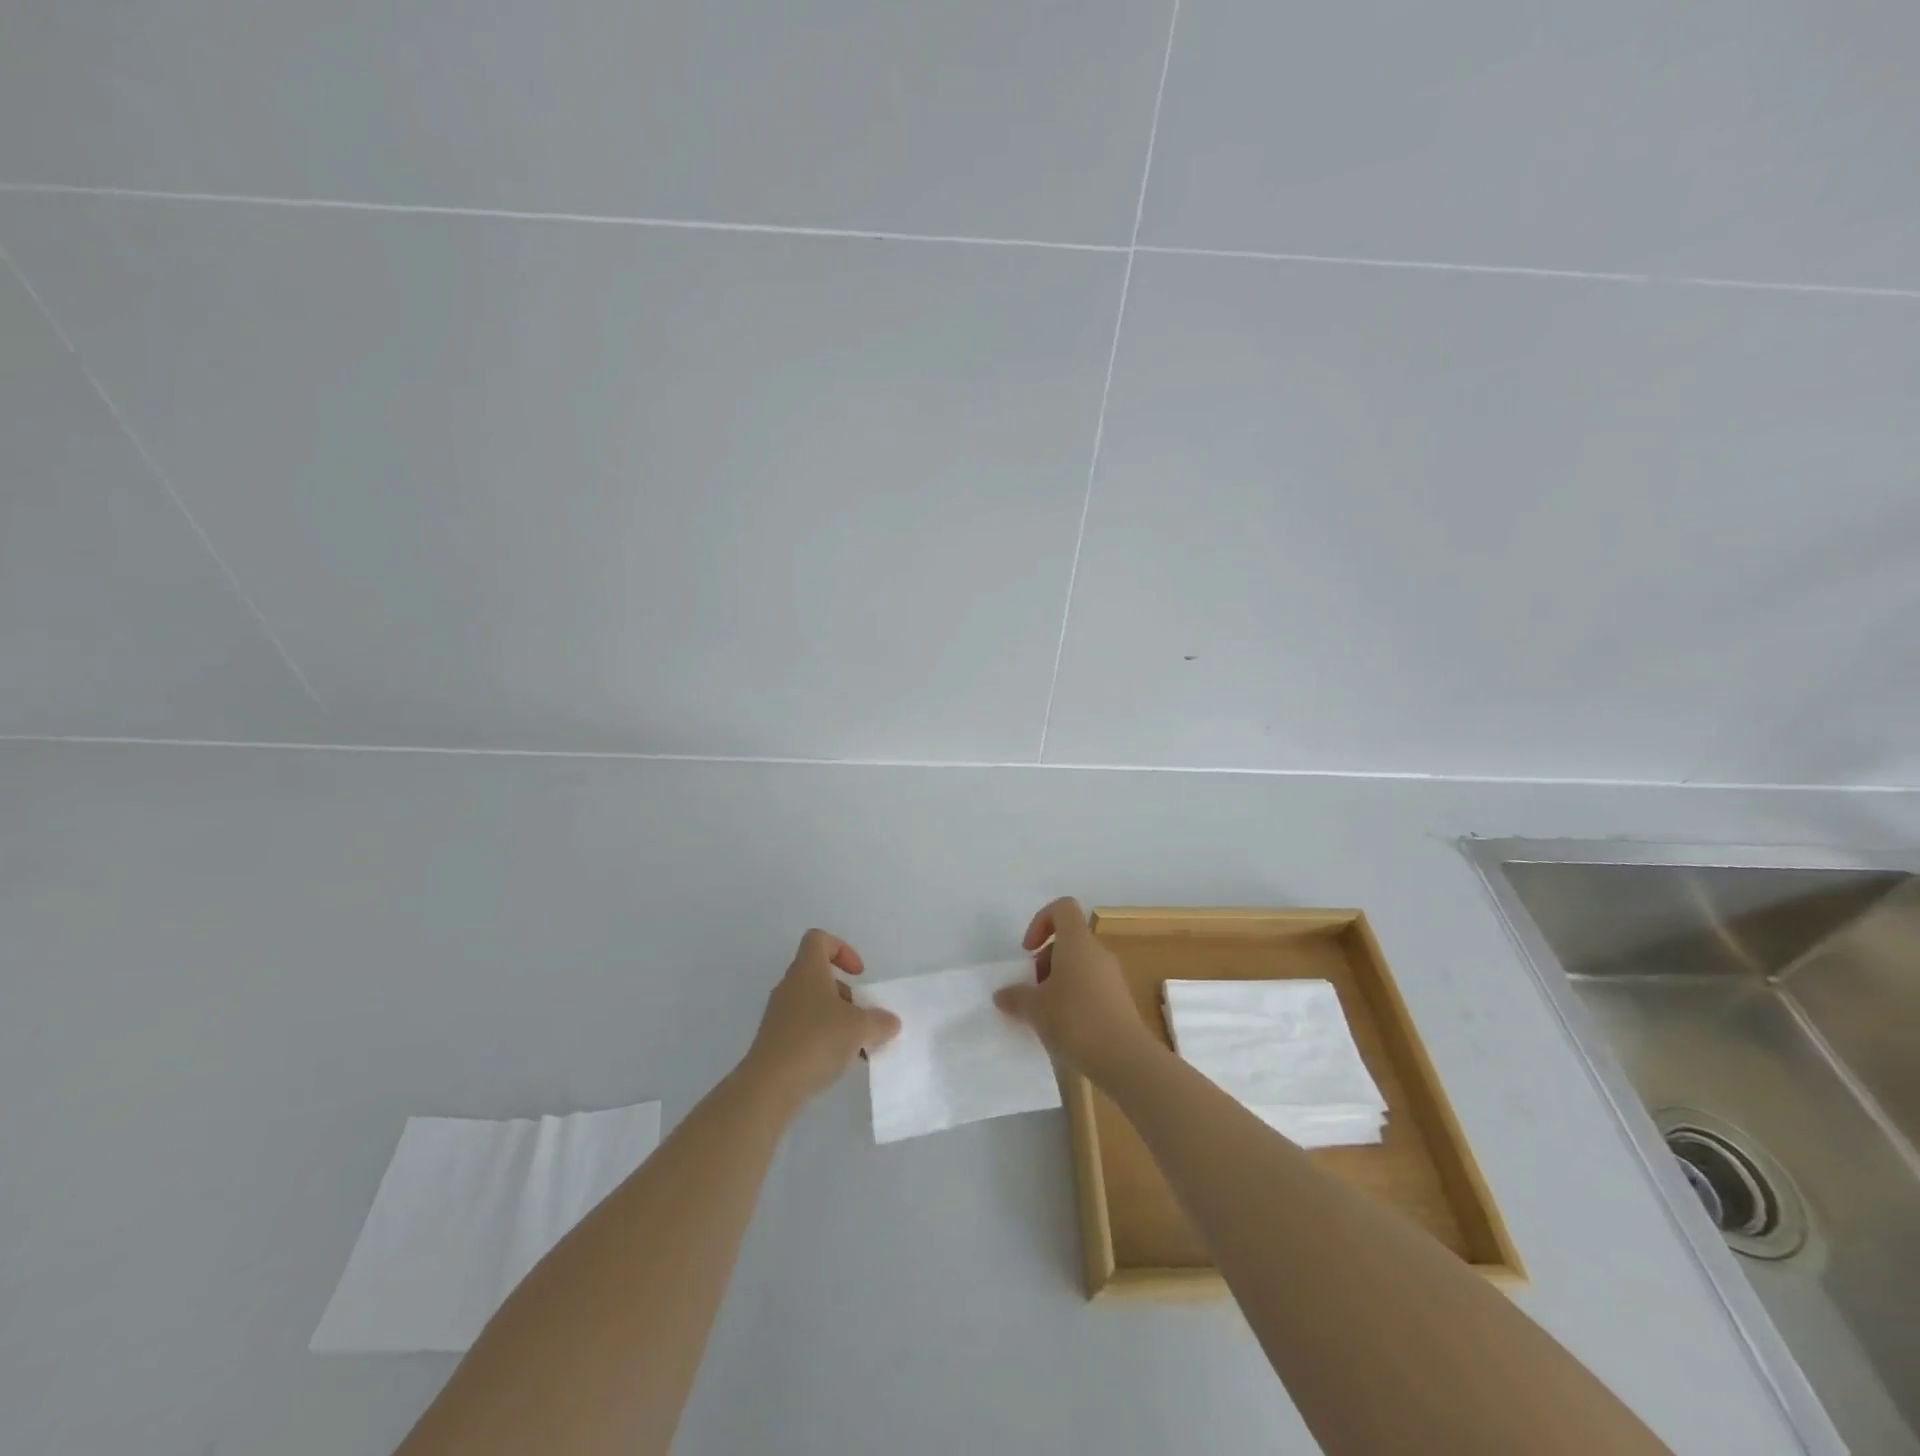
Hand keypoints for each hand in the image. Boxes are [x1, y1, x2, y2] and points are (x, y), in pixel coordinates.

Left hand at [743, 929, 900, 1102]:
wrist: (770, 1086)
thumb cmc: (816, 1040)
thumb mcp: (860, 1028)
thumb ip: (880, 1021)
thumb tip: (890, 1021)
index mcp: (807, 970)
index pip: (819, 939)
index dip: (841, 949)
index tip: (858, 975)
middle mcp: (790, 986)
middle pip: (819, 975)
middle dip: (845, 993)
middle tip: (861, 1016)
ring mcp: (779, 1014)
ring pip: (814, 1004)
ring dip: (837, 1019)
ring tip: (856, 1045)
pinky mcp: (775, 1040)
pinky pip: (804, 1028)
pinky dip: (823, 1038)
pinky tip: (839, 1061)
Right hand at [994, 898, 1151, 1077]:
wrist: (1124, 1058)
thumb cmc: (1075, 1020)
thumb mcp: (1035, 1009)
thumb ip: (1016, 997)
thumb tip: (1002, 995)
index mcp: (1077, 942)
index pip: (1062, 908)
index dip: (1041, 921)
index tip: (1029, 950)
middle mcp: (1097, 952)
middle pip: (1068, 940)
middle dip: (1045, 961)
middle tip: (1033, 990)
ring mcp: (1112, 976)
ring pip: (1079, 965)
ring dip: (1058, 981)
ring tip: (1045, 1013)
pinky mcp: (1120, 1000)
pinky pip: (1091, 986)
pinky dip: (1074, 997)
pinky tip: (1065, 1027)